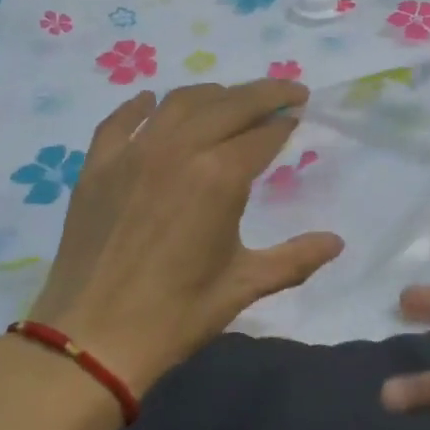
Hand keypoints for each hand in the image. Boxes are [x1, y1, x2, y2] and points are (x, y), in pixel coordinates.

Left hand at [23, 80, 342, 395]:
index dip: (285, 120)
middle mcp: (178, 150)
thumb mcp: (244, 285)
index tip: (300, 112)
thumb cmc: (177, 314)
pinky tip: (151, 101)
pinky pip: (120, 121)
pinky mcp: (98, 166)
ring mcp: (133, 154)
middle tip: (286, 91)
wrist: (93, 338)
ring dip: (212, 93)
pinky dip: (140, 106)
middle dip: (264, 93)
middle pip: (229, 103)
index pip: (263, 133)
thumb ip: (295, 259)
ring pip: (179, 103)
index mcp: (219, 176)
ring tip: (230, 97)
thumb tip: (337, 242)